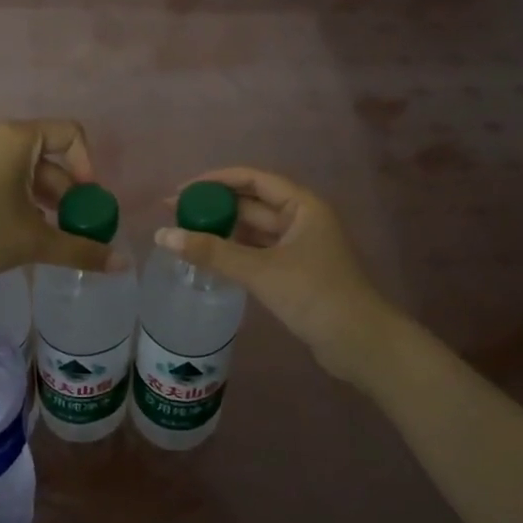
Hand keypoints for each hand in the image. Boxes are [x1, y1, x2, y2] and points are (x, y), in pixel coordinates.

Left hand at [0, 120, 112, 277]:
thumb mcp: (35, 241)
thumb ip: (81, 250)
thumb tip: (123, 265)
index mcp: (20, 139)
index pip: (71, 134)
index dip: (88, 166)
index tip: (86, 202)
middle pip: (48, 156)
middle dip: (66, 193)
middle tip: (70, 228)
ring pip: (23, 171)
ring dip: (42, 200)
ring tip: (44, 235)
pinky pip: (0, 178)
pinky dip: (17, 200)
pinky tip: (14, 233)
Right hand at [155, 168, 397, 386]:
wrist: (360, 343)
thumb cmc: (315, 295)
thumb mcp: (260, 271)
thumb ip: (212, 252)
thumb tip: (162, 235)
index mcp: (302, 205)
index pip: (253, 179)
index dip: (215, 181)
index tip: (181, 191)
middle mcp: (301, 219)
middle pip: (251, 204)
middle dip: (214, 207)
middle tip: (173, 215)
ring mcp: (299, 247)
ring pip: (253, 230)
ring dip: (222, 231)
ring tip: (184, 235)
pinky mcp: (295, 272)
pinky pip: (257, 252)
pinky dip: (234, 253)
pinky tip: (209, 259)